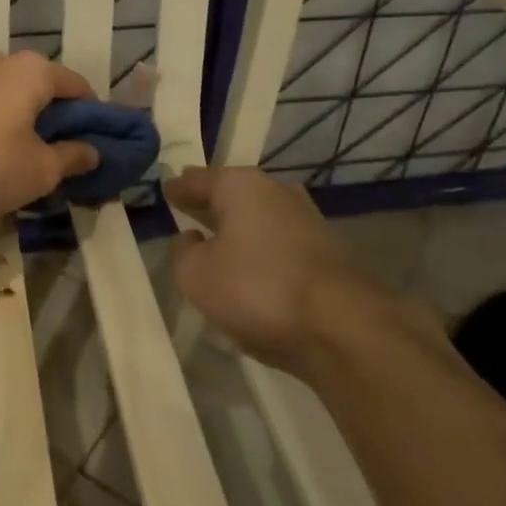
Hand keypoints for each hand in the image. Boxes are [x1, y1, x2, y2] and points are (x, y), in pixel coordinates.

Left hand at [0, 50, 100, 213]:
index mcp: (35, 70)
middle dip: (55, 122)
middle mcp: (4, 61)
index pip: (80, 88)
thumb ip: (71, 158)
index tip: (94, 147)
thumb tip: (92, 152)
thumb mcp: (40, 170)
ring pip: (12, 99)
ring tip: (22, 162)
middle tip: (59, 159)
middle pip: (44, 91)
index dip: (93, 118)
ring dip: (23, 125)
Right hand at [166, 166, 409, 377]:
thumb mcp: (196, 275)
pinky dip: (258, 249)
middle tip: (186, 207)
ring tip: (214, 239)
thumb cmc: (257, 288)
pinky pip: (277, 243)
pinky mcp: (324, 252)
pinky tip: (248, 267)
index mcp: (241, 186)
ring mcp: (306, 220)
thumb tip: (189, 240)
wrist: (340, 325)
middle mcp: (276, 192)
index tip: (165, 190)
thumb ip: (183, 253)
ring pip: (258, 218)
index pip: (199, 180)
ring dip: (236, 228)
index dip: (179, 188)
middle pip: (232, 194)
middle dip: (208, 203)